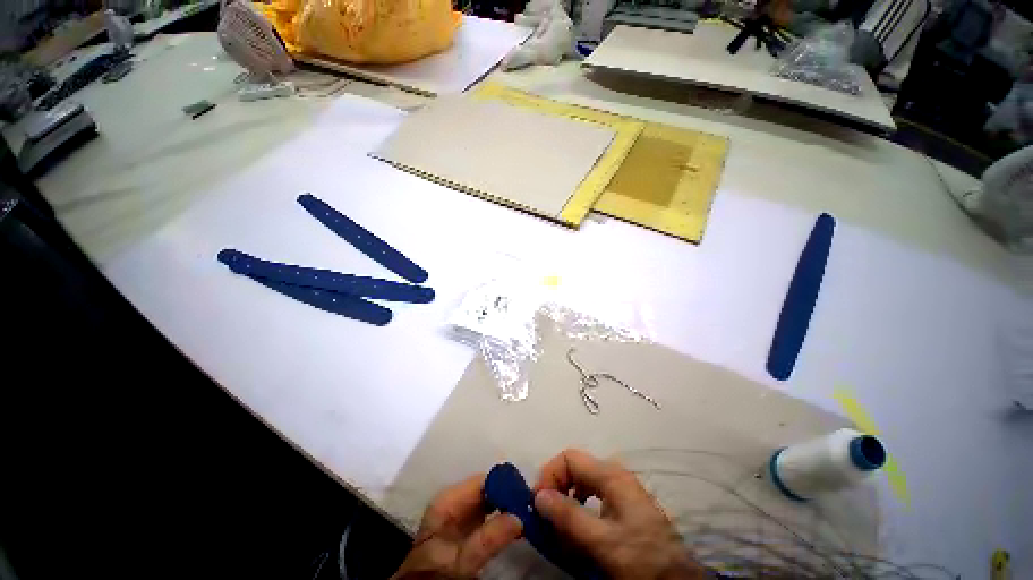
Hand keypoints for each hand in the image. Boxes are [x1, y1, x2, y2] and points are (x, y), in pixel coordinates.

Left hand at [392, 475, 522, 578]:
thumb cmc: (436, 575)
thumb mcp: (461, 561)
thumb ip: (488, 539)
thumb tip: (519, 516)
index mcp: (449, 499)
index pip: (483, 480)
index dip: (505, 484)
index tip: (526, 496)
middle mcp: (454, 500)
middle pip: (488, 488)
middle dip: (509, 495)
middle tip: (532, 506)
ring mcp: (460, 513)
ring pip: (490, 500)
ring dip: (508, 506)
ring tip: (528, 513)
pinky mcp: (465, 527)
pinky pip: (489, 514)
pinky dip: (502, 517)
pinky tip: (516, 525)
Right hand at [534, 449, 704, 579]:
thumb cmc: (640, 557)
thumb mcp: (601, 540)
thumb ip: (569, 516)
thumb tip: (539, 496)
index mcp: (610, 475)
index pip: (569, 457)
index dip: (550, 474)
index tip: (538, 501)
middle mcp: (614, 475)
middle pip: (575, 468)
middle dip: (557, 489)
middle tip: (546, 516)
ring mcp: (621, 490)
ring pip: (583, 484)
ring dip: (567, 501)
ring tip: (559, 526)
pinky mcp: (624, 506)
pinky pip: (593, 498)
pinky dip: (580, 509)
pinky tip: (578, 530)